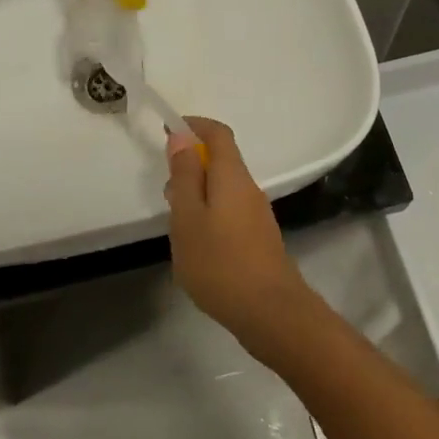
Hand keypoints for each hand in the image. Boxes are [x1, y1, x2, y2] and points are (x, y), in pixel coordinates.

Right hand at [164, 118, 309, 341]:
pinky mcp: (259, 239)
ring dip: (199, 194)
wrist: (271, 313)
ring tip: (178, 226)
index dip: (194, 125)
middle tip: (167, 192)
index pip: (217, 133)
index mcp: (232, 175)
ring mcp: (257, 215)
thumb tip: (182, 136)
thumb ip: (185, 176)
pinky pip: (230, 212)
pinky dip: (210, 215)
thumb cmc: (220, 263)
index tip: (168, 131)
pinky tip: (198, 247)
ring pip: (224, 189)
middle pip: (221, 161)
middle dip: (191, 165)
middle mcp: (249, 188)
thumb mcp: (188, 217)